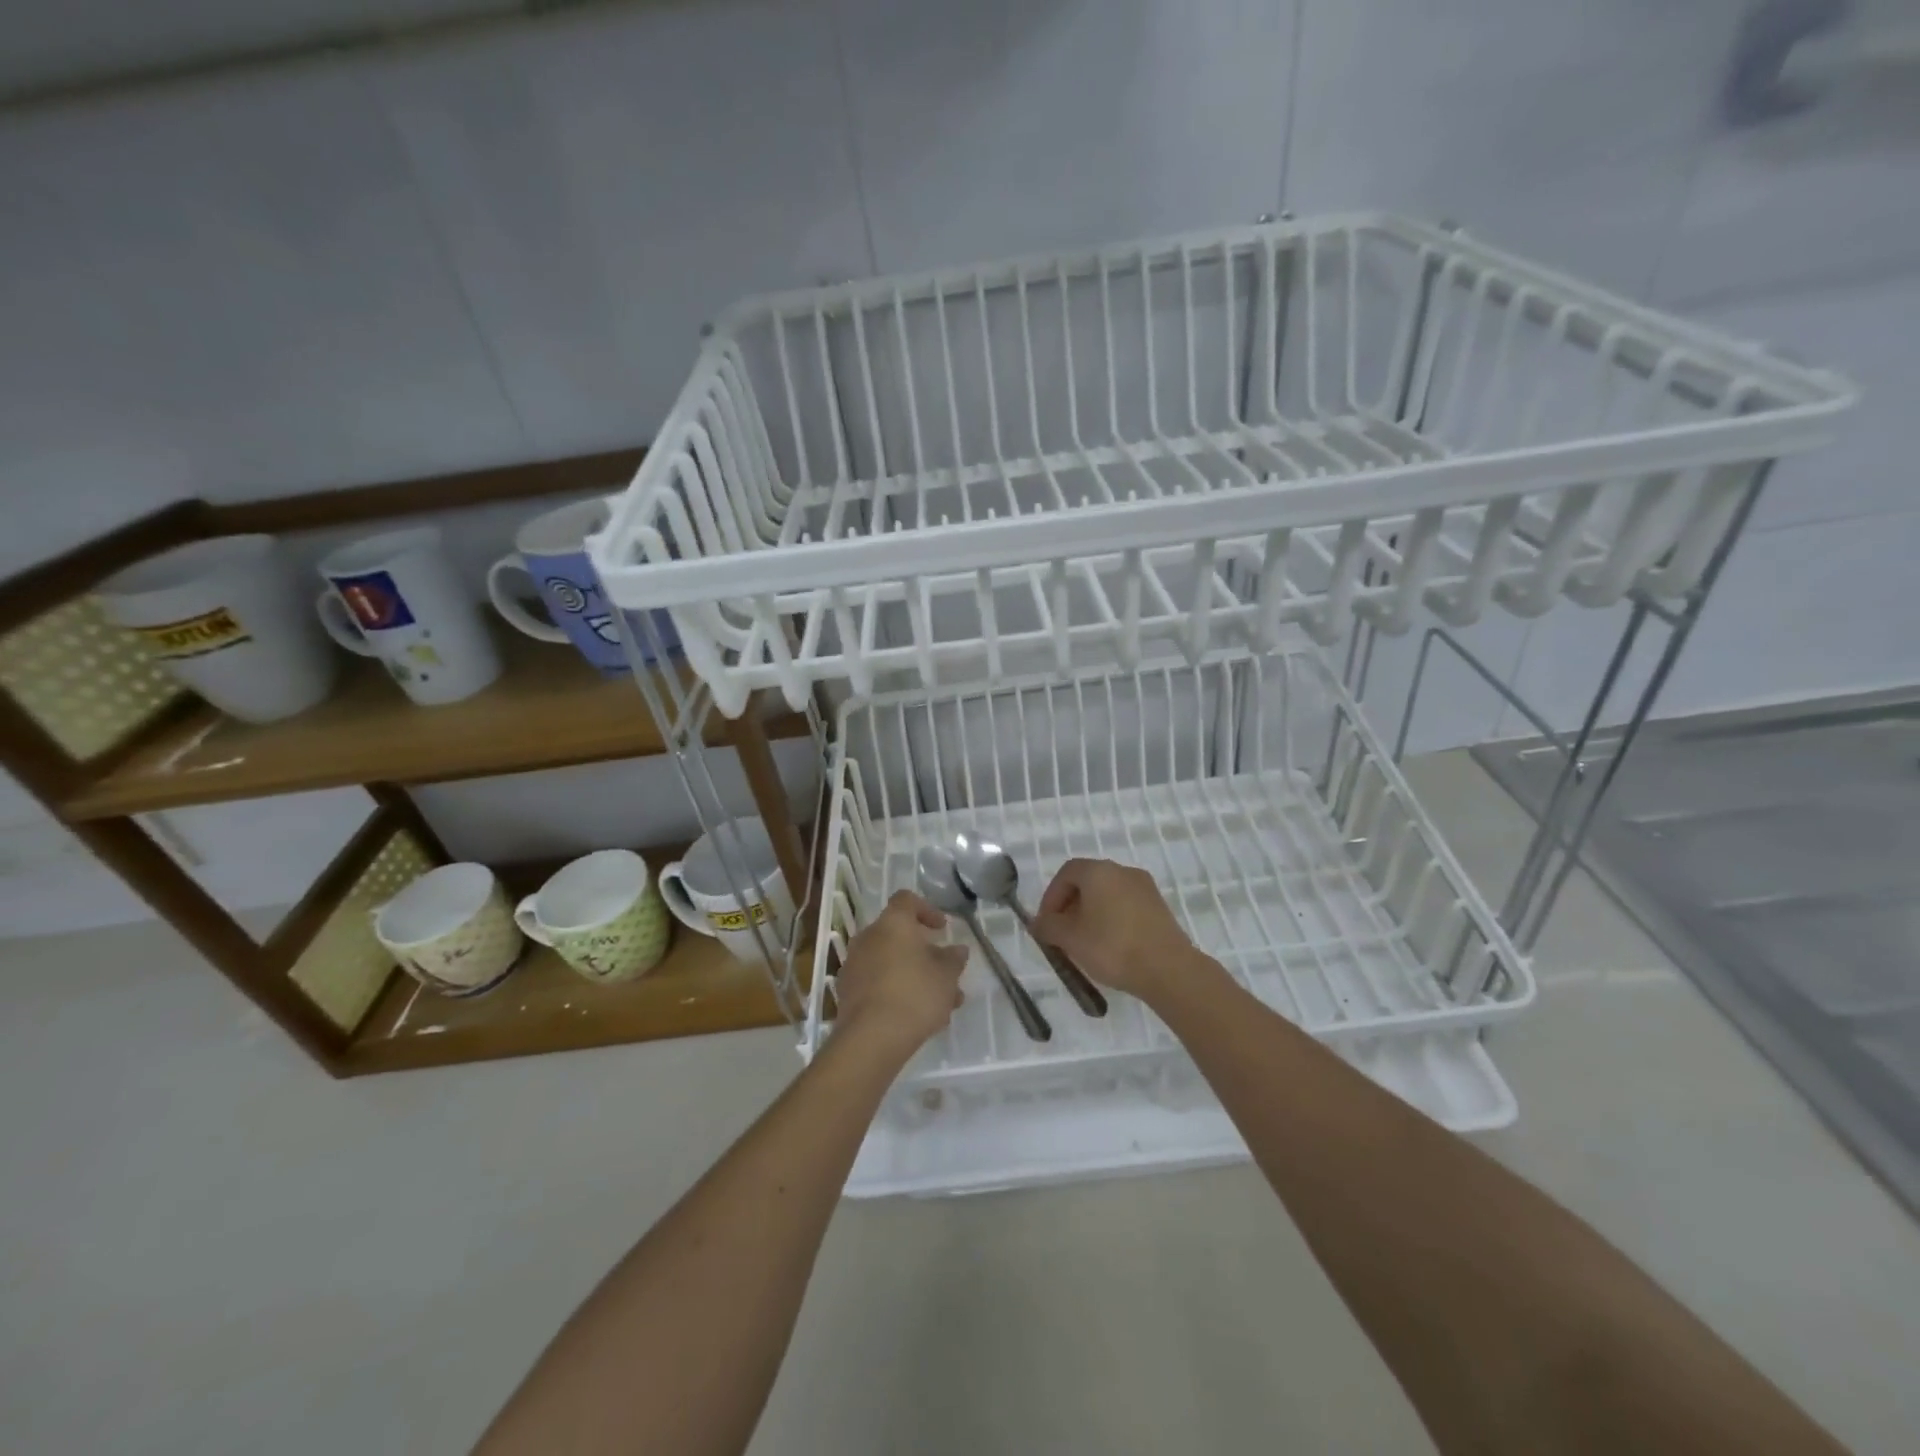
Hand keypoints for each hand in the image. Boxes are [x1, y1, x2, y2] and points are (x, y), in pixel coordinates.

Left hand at [833, 891, 967, 1060]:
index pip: (906, 900)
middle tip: (944, 971)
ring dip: (913, 975)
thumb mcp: (947, 976)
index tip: (942, 929)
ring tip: (940, 1003)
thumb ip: (954, 959)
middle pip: (897, 935)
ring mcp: (854, 965)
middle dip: (923, 952)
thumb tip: (957, 949)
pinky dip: (895, 990)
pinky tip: (916, 1016)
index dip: (927, 909)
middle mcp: (868, 937)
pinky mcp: (847, 992)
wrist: (871, 1038)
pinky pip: (876, 982)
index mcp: (892, 923)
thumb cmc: (915, 994)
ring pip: (889, 962)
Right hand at [1032, 858, 1202, 1004]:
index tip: (1046, 923)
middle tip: (1063, 933)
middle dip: (1070, 905)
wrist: (1168, 969)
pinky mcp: (1159, 907)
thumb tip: (1038, 923)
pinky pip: (1126, 906)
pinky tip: (1111, 945)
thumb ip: (1048, 926)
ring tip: (1085, 942)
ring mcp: (1145, 888)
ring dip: (1091, 913)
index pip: (1066, 873)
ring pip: (1108, 894)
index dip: (1051, 896)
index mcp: (1098, 871)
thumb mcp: (1070, 939)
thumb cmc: (1112, 947)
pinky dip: (1112, 919)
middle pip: (1087, 881)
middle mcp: (1122, 871)